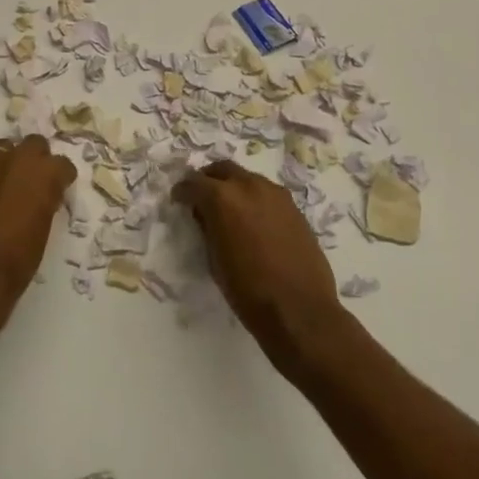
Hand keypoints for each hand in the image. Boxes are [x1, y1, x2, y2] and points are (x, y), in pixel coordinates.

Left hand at [0, 136, 76, 325]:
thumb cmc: (18, 261)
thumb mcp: (43, 231)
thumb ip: (44, 203)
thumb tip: (44, 195)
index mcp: (42, 176)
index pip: (62, 164)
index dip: (62, 176)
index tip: (61, 187)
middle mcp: (14, 164)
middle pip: (33, 144)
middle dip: (37, 158)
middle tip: (37, 180)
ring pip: (3, 150)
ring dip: (10, 162)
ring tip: (11, 184)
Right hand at [174, 161, 345, 368]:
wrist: (299, 309)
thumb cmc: (248, 290)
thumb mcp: (214, 260)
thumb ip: (207, 229)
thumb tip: (204, 215)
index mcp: (223, 198)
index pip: (194, 183)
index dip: (182, 191)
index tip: (178, 201)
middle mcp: (249, 186)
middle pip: (222, 169)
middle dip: (208, 180)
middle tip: (201, 198)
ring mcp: (276, 194)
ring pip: (247, 178)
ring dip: (234, 187)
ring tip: (229, 210)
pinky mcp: (294, 208)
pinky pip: (267, 193)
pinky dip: (254, 199)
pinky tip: (253, 222)